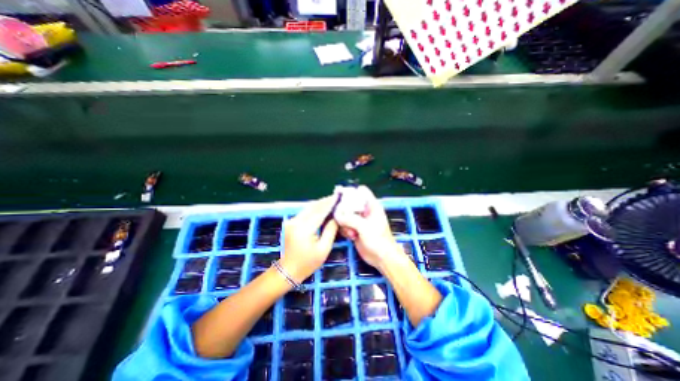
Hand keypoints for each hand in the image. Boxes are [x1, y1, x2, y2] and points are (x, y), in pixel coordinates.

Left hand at [278, 196, 337, 282]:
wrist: (287, 270)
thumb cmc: (307, 263)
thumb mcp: (323, 249)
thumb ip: (330, 231)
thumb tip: (335, 217)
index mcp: (304, 228)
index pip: (320, 211)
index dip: (330, 203)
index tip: (338, 196)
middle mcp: (296, 221)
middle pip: (313, 206)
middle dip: (325, 201)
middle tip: (337, 196)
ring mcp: (292, 221)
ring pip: (309, 208)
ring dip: (320, 204)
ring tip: (332, 200)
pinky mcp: (291, 222)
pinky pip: (305, 212)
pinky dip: (314, 209)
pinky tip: (322, 208)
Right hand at [332, 186, 405, 270]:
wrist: (382, 258)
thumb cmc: (378, 240)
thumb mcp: (365, 227)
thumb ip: (350, 219)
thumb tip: (337, 214)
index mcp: (371, 205)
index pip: (361, 191)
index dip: (351, 191)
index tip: (340, 195)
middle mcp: (364, 211)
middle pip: (350, 202)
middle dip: (344, 209)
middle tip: (341, 217)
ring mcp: (359, 220)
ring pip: (345, 214)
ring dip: (344, 222)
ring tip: (351, 232)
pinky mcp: (355, 229)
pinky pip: (345, 224)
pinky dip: (345, 229)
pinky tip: (351, 237)